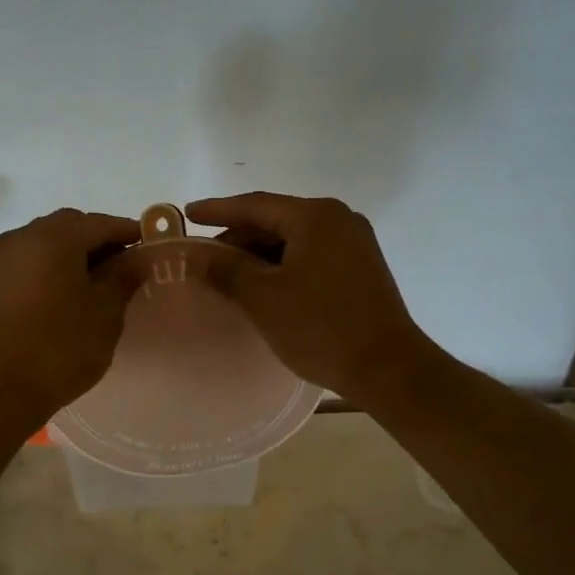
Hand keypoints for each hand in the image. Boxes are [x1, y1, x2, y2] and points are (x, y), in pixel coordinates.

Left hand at [0, 209, 141, 427]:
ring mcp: (2, 259)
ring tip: (100, 283)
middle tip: (126, 266)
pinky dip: (54, 266)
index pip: (100, 223)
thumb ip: (123, 277)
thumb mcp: (104, 313)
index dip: (128, 232)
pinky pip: (31, 260)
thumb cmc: (59, 348)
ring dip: (75, 253)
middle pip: (71, 226)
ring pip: (48, 242)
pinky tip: (70, 293)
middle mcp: (23, 237)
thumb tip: (139, 256)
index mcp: (53, 237)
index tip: (151, 246)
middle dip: (100, 240)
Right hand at [186, 192, 431, 405]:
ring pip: (293, 239)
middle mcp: (338, 219)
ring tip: (228, 274)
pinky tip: (263, 285)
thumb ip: (225, 269)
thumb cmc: (320, 327)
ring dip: (259, 254)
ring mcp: (354, 243)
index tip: (187, 213)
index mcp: (315, 216)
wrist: (388, 368)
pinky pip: (310, 254)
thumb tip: (193, 254)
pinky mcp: (360, 267)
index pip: (255, 205)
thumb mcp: (263, 297)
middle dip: (238, 237)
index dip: (217, 210)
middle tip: (204, 256)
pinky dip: (282, 265)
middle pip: (275, 220)